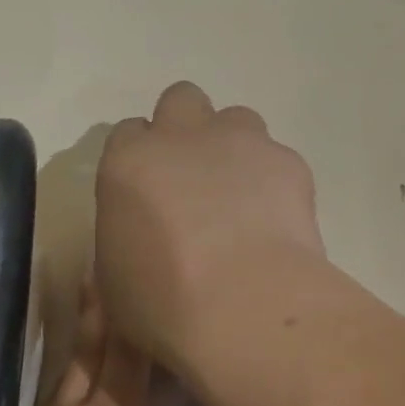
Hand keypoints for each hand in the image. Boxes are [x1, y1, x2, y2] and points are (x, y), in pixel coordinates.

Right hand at [95, 81, 326, 376]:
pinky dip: (274, 181)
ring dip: (233, 148)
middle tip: (193, 176)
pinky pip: (277, 157)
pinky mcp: (287, 161)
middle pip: (180, 100)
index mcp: (129, 162)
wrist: (243, 306)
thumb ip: (128, 235)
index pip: (128, 133)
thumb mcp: (117, 276)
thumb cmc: (162, 303)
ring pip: (236, 118)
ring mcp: (239, 142)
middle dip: (186, 128)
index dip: (140, 159)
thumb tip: (146, 236)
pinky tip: (276, 222)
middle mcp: (182, 137)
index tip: (148, 190)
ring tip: (240, 196)